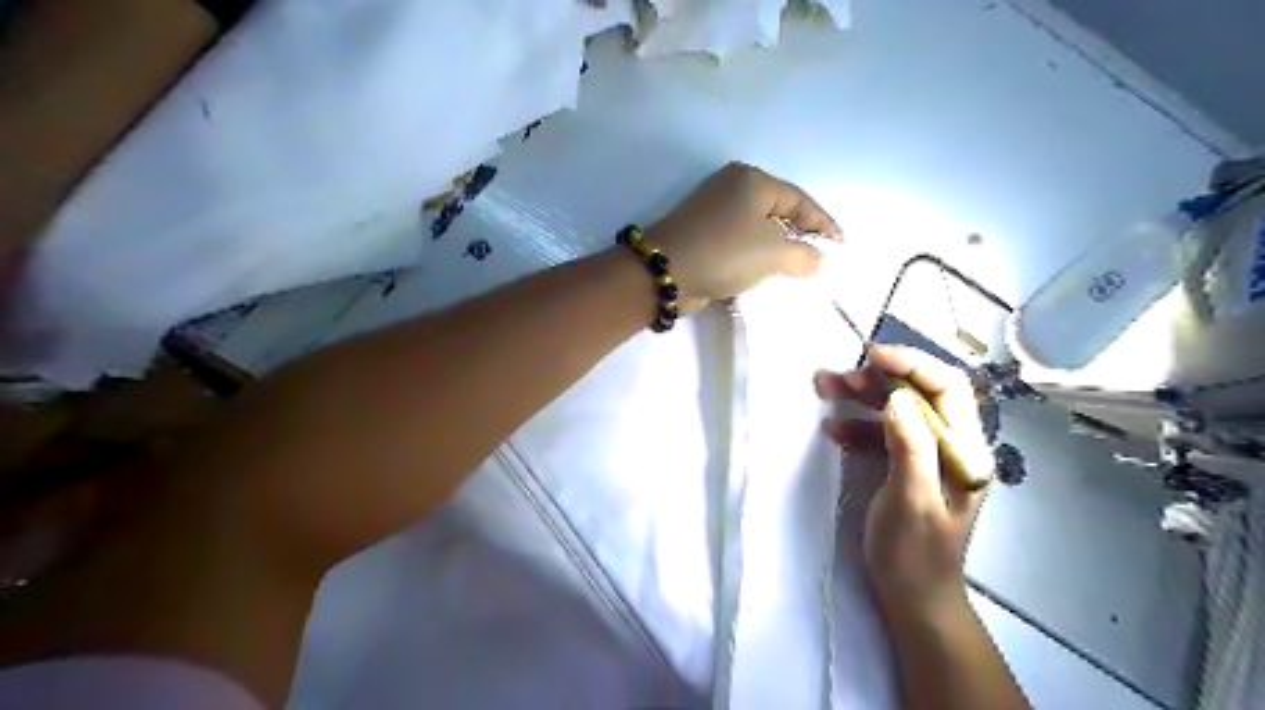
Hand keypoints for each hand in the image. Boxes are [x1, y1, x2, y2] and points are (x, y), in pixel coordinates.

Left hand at [647, 163, 842, 312]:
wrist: (666, 271)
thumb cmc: (725, 252)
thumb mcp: (773, 253)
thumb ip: (804, 256)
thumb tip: (818, 260)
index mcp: (752, 180)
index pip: (799, 200)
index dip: (823, 224)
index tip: (841, 245)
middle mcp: (732, 187)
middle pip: (778, 211)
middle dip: (800, 234)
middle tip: (821, 257)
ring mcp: (713, 210)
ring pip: (757, 228)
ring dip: (777, 248)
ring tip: (797, 268)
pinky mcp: (701, 233)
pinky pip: (739, 241)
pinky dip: (755, 255)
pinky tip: (765, 272)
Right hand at [817, 346, 993, 618]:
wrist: (912, 596)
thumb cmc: (914, 553)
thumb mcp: (912, 500)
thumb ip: (909, 446)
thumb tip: (897, 398)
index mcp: (966, 451)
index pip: (948, 388)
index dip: (913, 364)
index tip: (873, 356)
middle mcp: (952, 445)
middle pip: (921, 393)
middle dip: (880, 378)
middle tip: (839, 376)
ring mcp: (928, 455)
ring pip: (898, 409)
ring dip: (863, 396)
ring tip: (826, 387)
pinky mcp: (906, 465)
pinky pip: (883, 432)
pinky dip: (857, 425)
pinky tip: (833, 428)